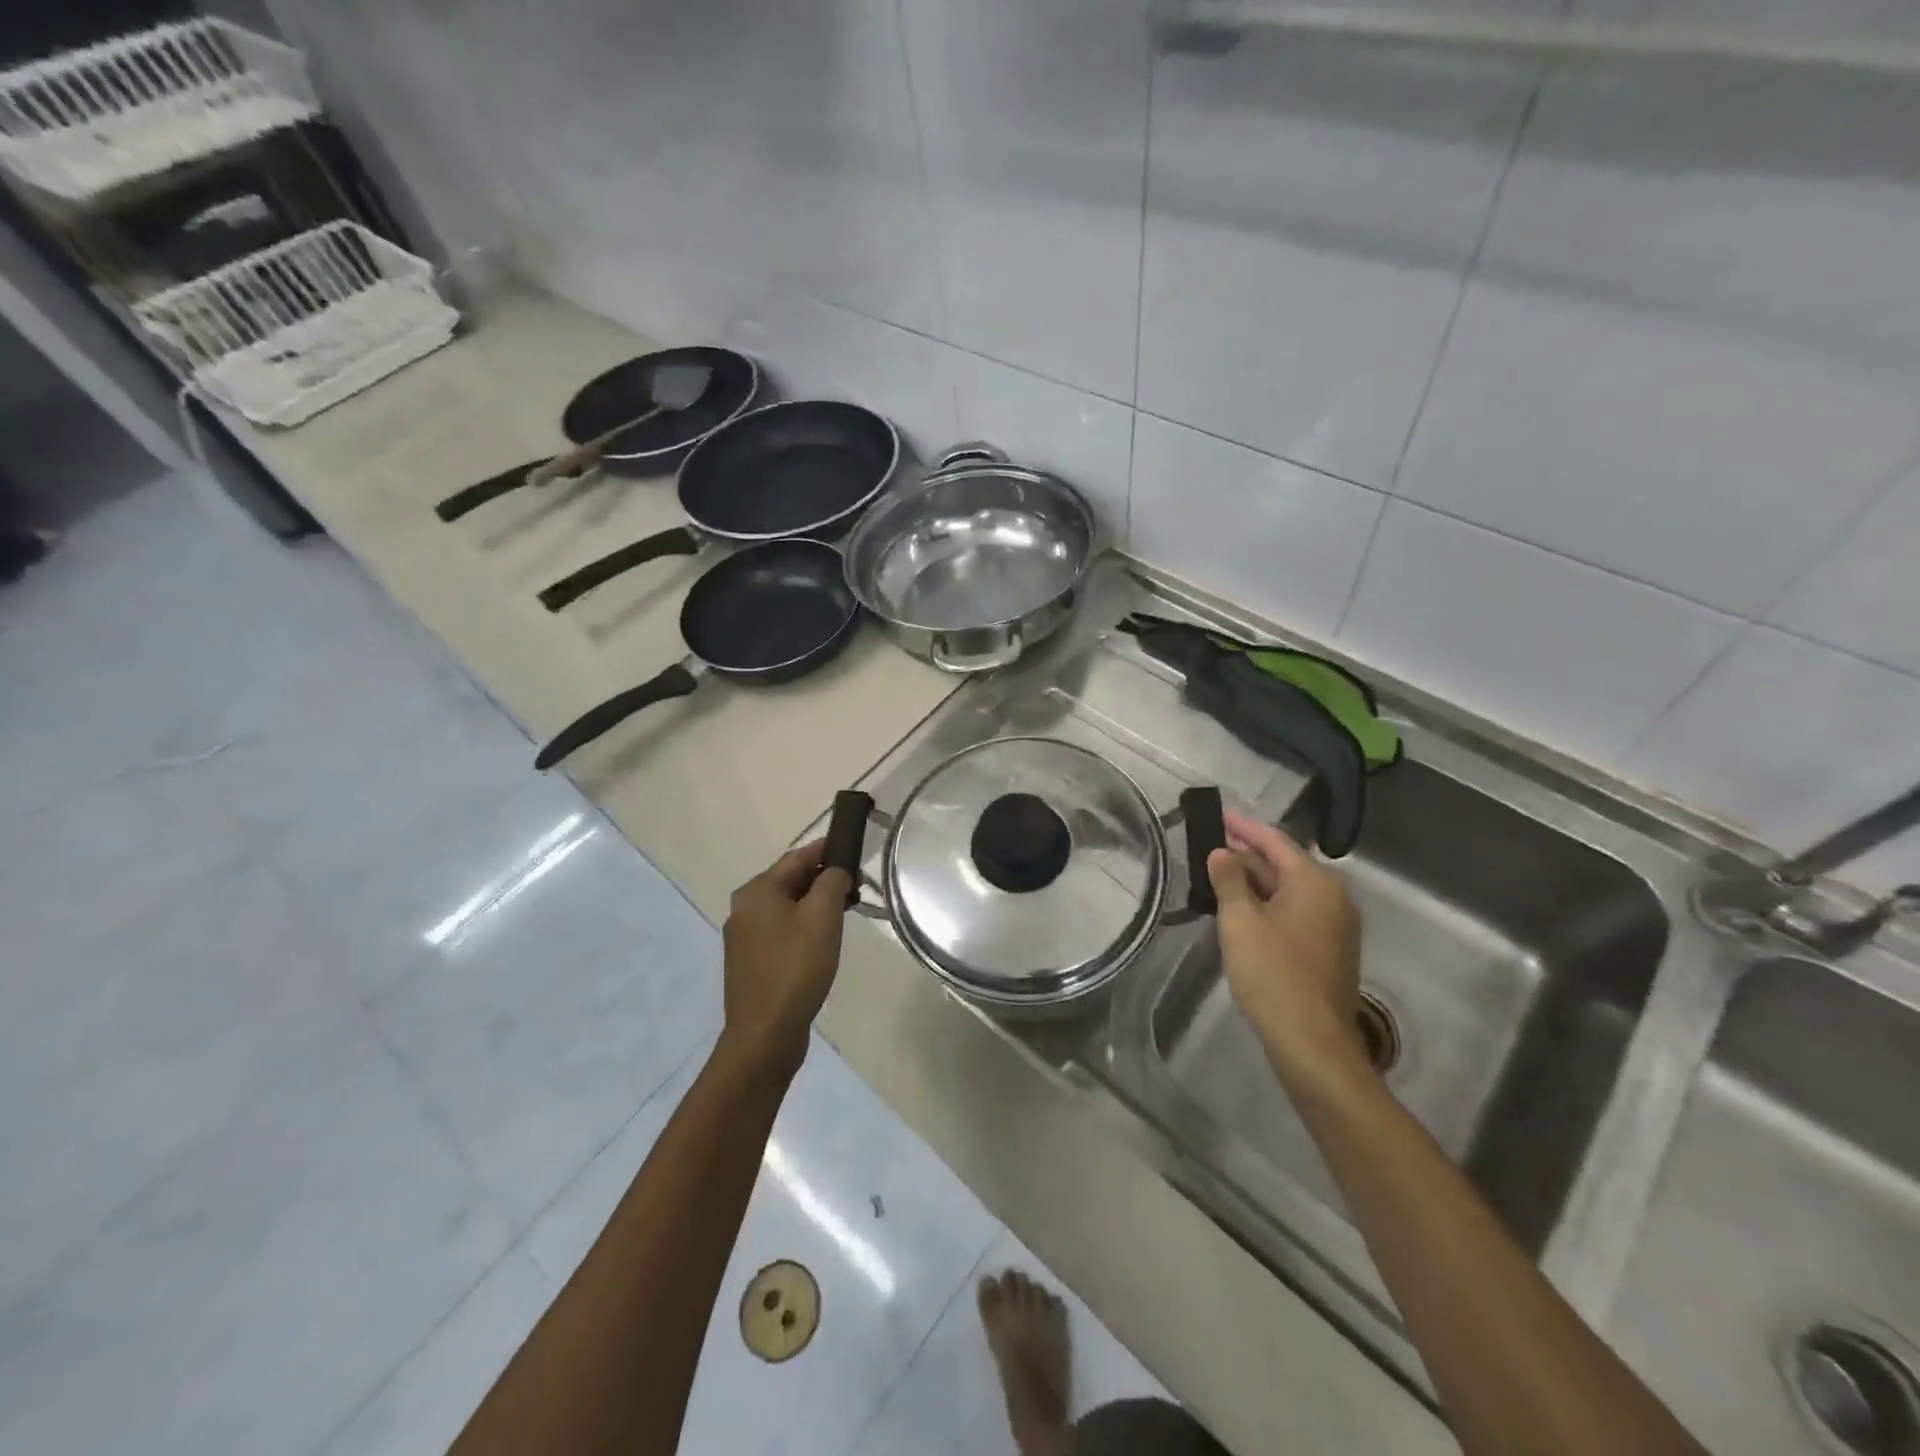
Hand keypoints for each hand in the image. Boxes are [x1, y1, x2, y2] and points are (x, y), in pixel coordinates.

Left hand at [719, 839, 851, 1076]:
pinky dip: (804, 925)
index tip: (853, 846)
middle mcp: (744, 908)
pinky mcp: (751, 962)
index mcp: (757, 891)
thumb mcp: (822, 917)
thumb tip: (835, 870)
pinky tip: (824, 939)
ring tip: (847, 909)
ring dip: (816, 903)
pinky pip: (782, 930)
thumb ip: (832, 882)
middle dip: (824, 878)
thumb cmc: (795, 967)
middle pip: (790, 881)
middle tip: (858, 883)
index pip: (797, 857)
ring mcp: (744, 938)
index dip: (826, 849)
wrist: (765, 1034)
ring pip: (787, 907)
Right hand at [1207, 809, 1368, 1094]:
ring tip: (1216, 876)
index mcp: (1316, 882)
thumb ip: (1229, 880)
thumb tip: (1222, 852)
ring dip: (1254, 882)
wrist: (1313, 1044)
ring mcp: (1335, 925)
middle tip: (1208, 846)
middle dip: (1246, 855)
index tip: (1216, 813)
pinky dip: (1267, 905)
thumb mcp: (1240, 922)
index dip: (1242, 826)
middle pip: (1284, 864)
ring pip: (1288, 890)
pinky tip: (1239, 911)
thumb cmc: (1274, 974)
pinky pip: (1294, 912)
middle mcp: (1334, 897)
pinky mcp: (1329, 950)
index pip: (1274, 840)